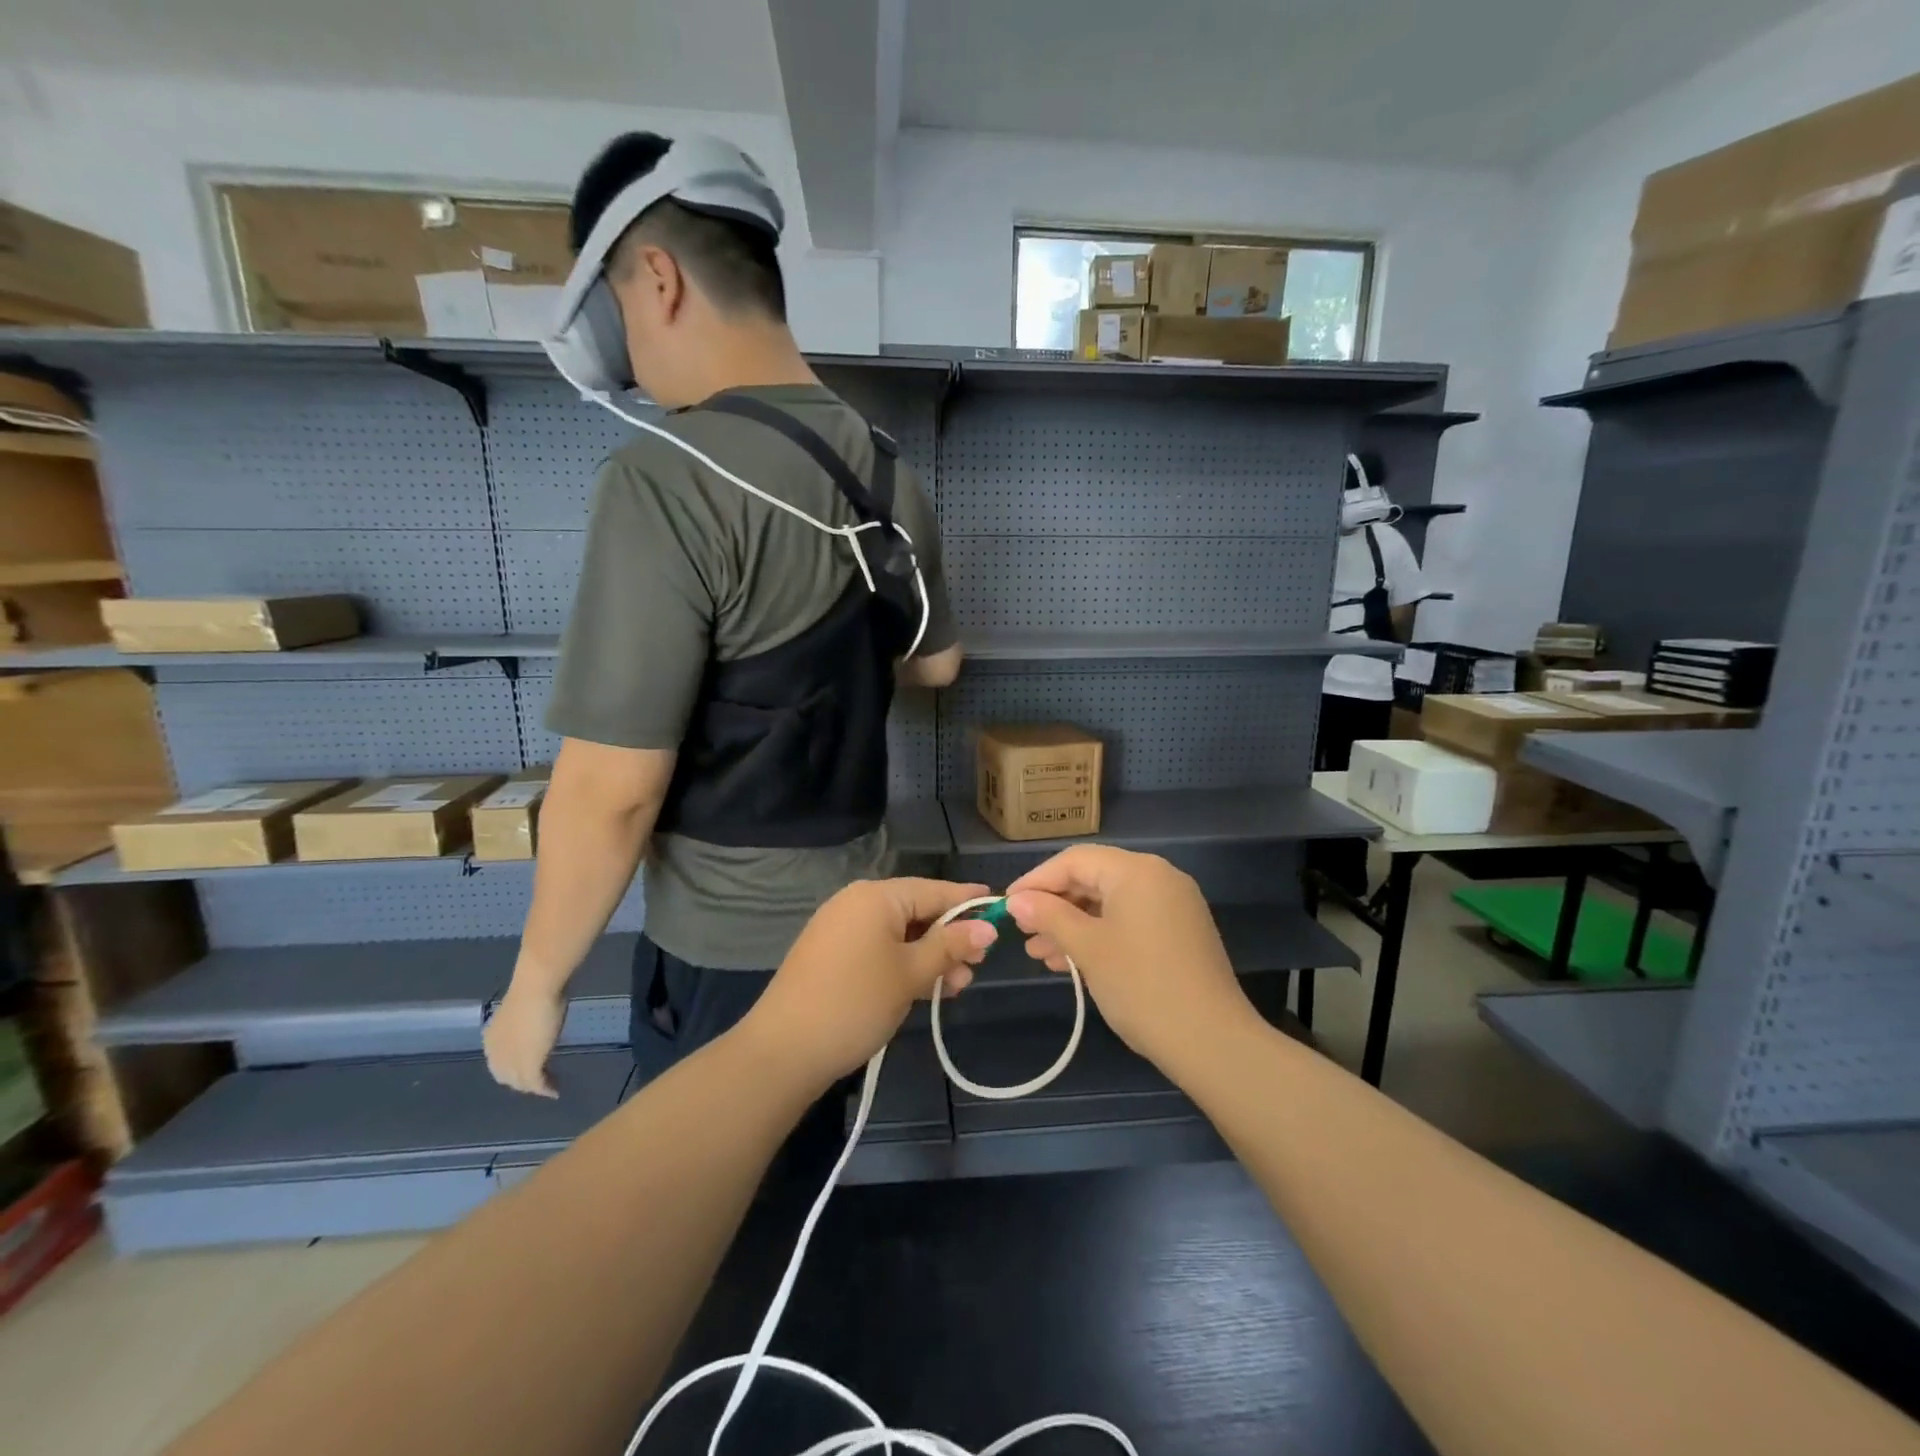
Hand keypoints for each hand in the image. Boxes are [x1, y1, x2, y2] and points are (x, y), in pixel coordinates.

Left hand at [484, 981, 567, 1097]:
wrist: (536, 988)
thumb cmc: (533, 990)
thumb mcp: (526, 1010)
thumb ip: (525, 1024)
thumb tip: (535, 1025)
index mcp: (492, 1039)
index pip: (499, 1062)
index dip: (512, 1066)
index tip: (530, 1063)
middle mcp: (496, 1054)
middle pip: (507, 1075)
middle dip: (522, 1080)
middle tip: (541, 1079)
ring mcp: (511, 1061)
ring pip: (520, 1082)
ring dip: (534, 1086)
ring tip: (550, 1086)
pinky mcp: (528, 1067)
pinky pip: (536, 1084)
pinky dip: (545, 1089)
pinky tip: (555, 1091)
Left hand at [739, 878, 998, 1086]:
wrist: (783, 1051)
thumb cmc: (855, 1003)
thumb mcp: (910, 974)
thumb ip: (950, 946)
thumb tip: (988, 926)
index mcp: (876, 896)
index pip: (934, 890)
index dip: (968, 901)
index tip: (1000, 906)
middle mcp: (857, 903)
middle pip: (917, 911)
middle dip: (949, 938)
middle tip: (977, 966)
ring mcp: (840, 928)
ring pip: (899, 934)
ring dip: (930, 956)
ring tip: (955, 986)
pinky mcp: (831, 954)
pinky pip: (879, 948)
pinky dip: (904, 964)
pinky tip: (925, 988)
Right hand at [1005, 846, 1254, 1068]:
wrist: (1212, 1042)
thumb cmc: (1141, 986)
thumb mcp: (1087, 948)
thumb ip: (1049, 916)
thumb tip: (1017, 900)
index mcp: (1137, 871)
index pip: (1074, 860)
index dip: (1036, 880)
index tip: (1007, 905)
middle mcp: (1159, 877)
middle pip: (1093, 878)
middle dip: (1054, 905)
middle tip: (1022, 932)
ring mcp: (1174, 905)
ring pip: (1109, 903)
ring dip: (1073, 924)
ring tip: (1039, 953)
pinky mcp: (1180, 932)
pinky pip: (1129, 920)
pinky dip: (1099, 934)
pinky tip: (1072, 960)